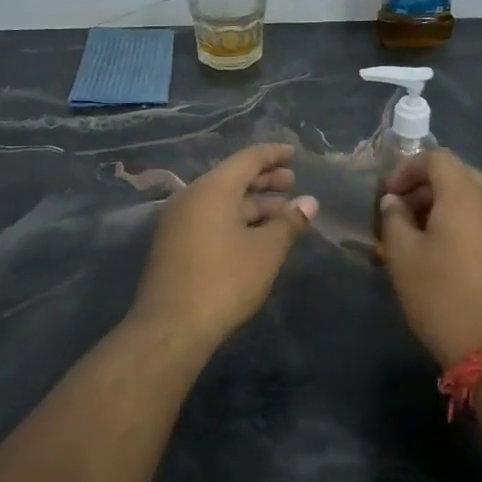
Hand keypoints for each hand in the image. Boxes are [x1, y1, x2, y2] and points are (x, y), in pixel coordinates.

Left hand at [126, 144, 318, 350]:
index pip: (247, 159)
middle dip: (264, 181)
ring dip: (252, 205)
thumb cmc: (224, 281)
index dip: (273, 155)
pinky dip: (235, 220)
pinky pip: (209, 219)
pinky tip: (255, 236)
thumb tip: (309, 202)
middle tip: (292, 184)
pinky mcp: (173, 245)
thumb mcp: (266, 251)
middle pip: (232, 179)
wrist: (171, 327)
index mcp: (212, 189)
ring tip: (281, 214)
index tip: (294, 155)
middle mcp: (191, 197)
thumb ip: (289, 223)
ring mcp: (178, 222)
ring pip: (221, 202)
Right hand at [378, 149, 481, 368]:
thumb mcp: (403, 256)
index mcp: (466, 194)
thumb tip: (394, 201)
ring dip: (441, 204)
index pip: (436, 158)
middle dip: (423, 187)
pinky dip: (461, 220)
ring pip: (472, 196)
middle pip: (456, 174)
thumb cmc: (441, 295)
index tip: (386, 196)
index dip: (406, 170)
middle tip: (397, 213)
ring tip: (416, 233)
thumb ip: (393, 218)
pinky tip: (442, 249)